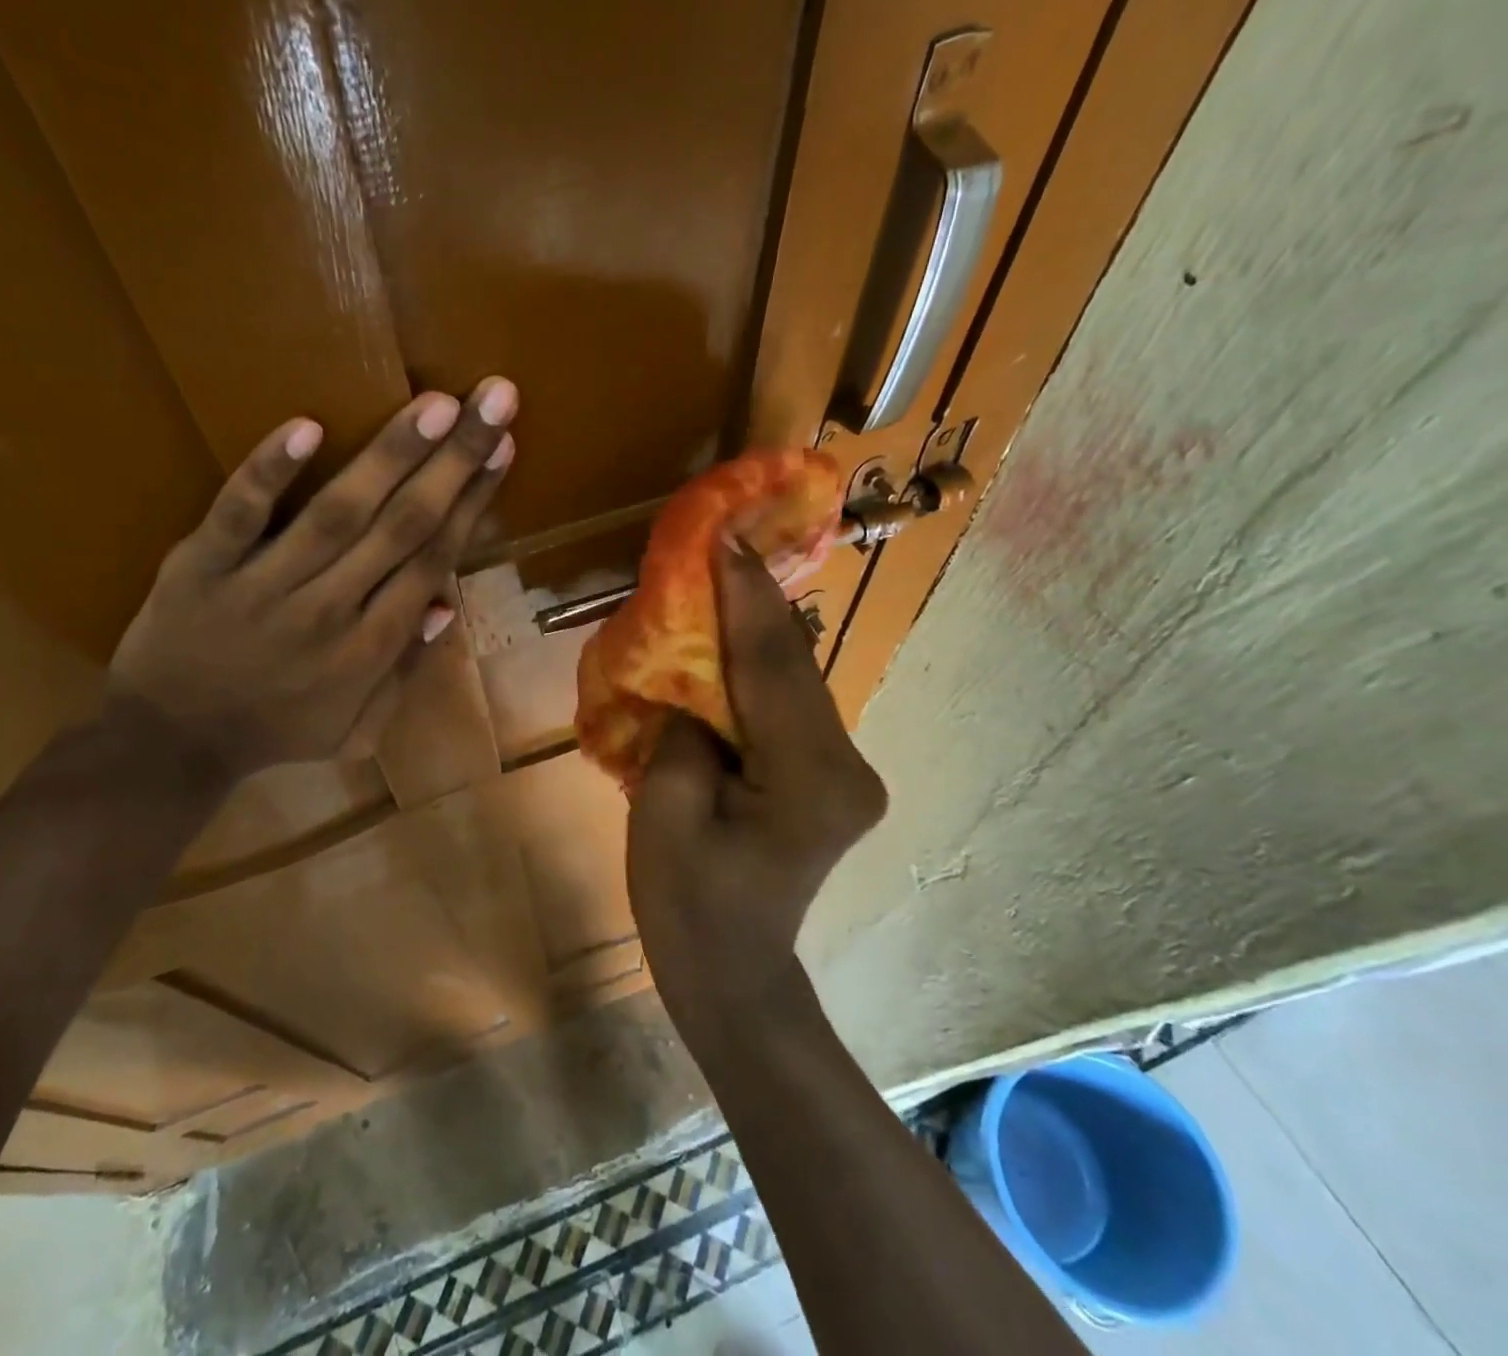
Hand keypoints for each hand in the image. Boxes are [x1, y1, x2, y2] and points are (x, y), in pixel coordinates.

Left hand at [110, 378, 517, 781]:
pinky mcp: (203, 567)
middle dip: (455, 461)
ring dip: (390, 456)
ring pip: (339, 514)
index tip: (502, 447)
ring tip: (436, 404)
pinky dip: (269, 473)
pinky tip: (305, 427)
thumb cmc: (274, 732)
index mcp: (371, 648)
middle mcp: (331, 611)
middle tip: (494, 397)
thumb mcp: (355, 728)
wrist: (170, 746)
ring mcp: (265, 586)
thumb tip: (446, 606)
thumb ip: (404, 672)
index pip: (433, 560)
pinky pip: (239, 515)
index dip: (472, 502)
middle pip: (404, 527)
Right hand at [626, 542, 885, 1035]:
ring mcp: (846, 771)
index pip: (773, 667)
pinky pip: (787, 706)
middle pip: (793, 666)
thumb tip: (697, 685)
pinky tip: (730, 640)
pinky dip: (756, 670)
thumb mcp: (665, 814)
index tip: (725, 533)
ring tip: (720, 576)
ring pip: (795, 681)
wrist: (733, 977)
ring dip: (755, 632)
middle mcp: (847, 765)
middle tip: (718, 542)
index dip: (745, 595)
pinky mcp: (830, 776)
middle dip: (753, 602)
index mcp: (811, 779)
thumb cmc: (688, 907)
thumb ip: (685, 732)